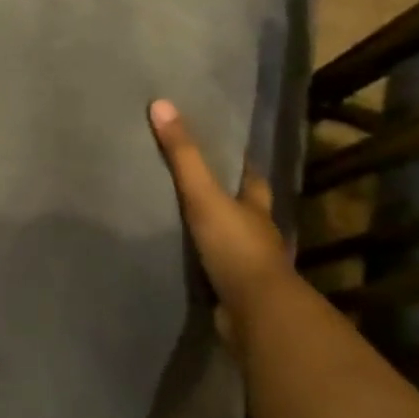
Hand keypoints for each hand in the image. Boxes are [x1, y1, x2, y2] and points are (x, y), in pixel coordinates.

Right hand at [148, 98, 293, 338]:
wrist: (255, 313)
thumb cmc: (236, 247)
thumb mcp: (204, 195)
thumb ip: (183, 155)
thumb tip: (161, 104)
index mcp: (256, 207)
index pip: (251, 177)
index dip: (240, 163)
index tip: (225, 148)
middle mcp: (257, 233)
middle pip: (243, 208)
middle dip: (227, 197)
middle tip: (196, 181)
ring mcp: (247, 265)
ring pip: (230, 239)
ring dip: (213, 231)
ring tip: (180, 217)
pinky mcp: (233, 291)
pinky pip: (214, 269)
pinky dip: (202, 262)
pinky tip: (181, 257)